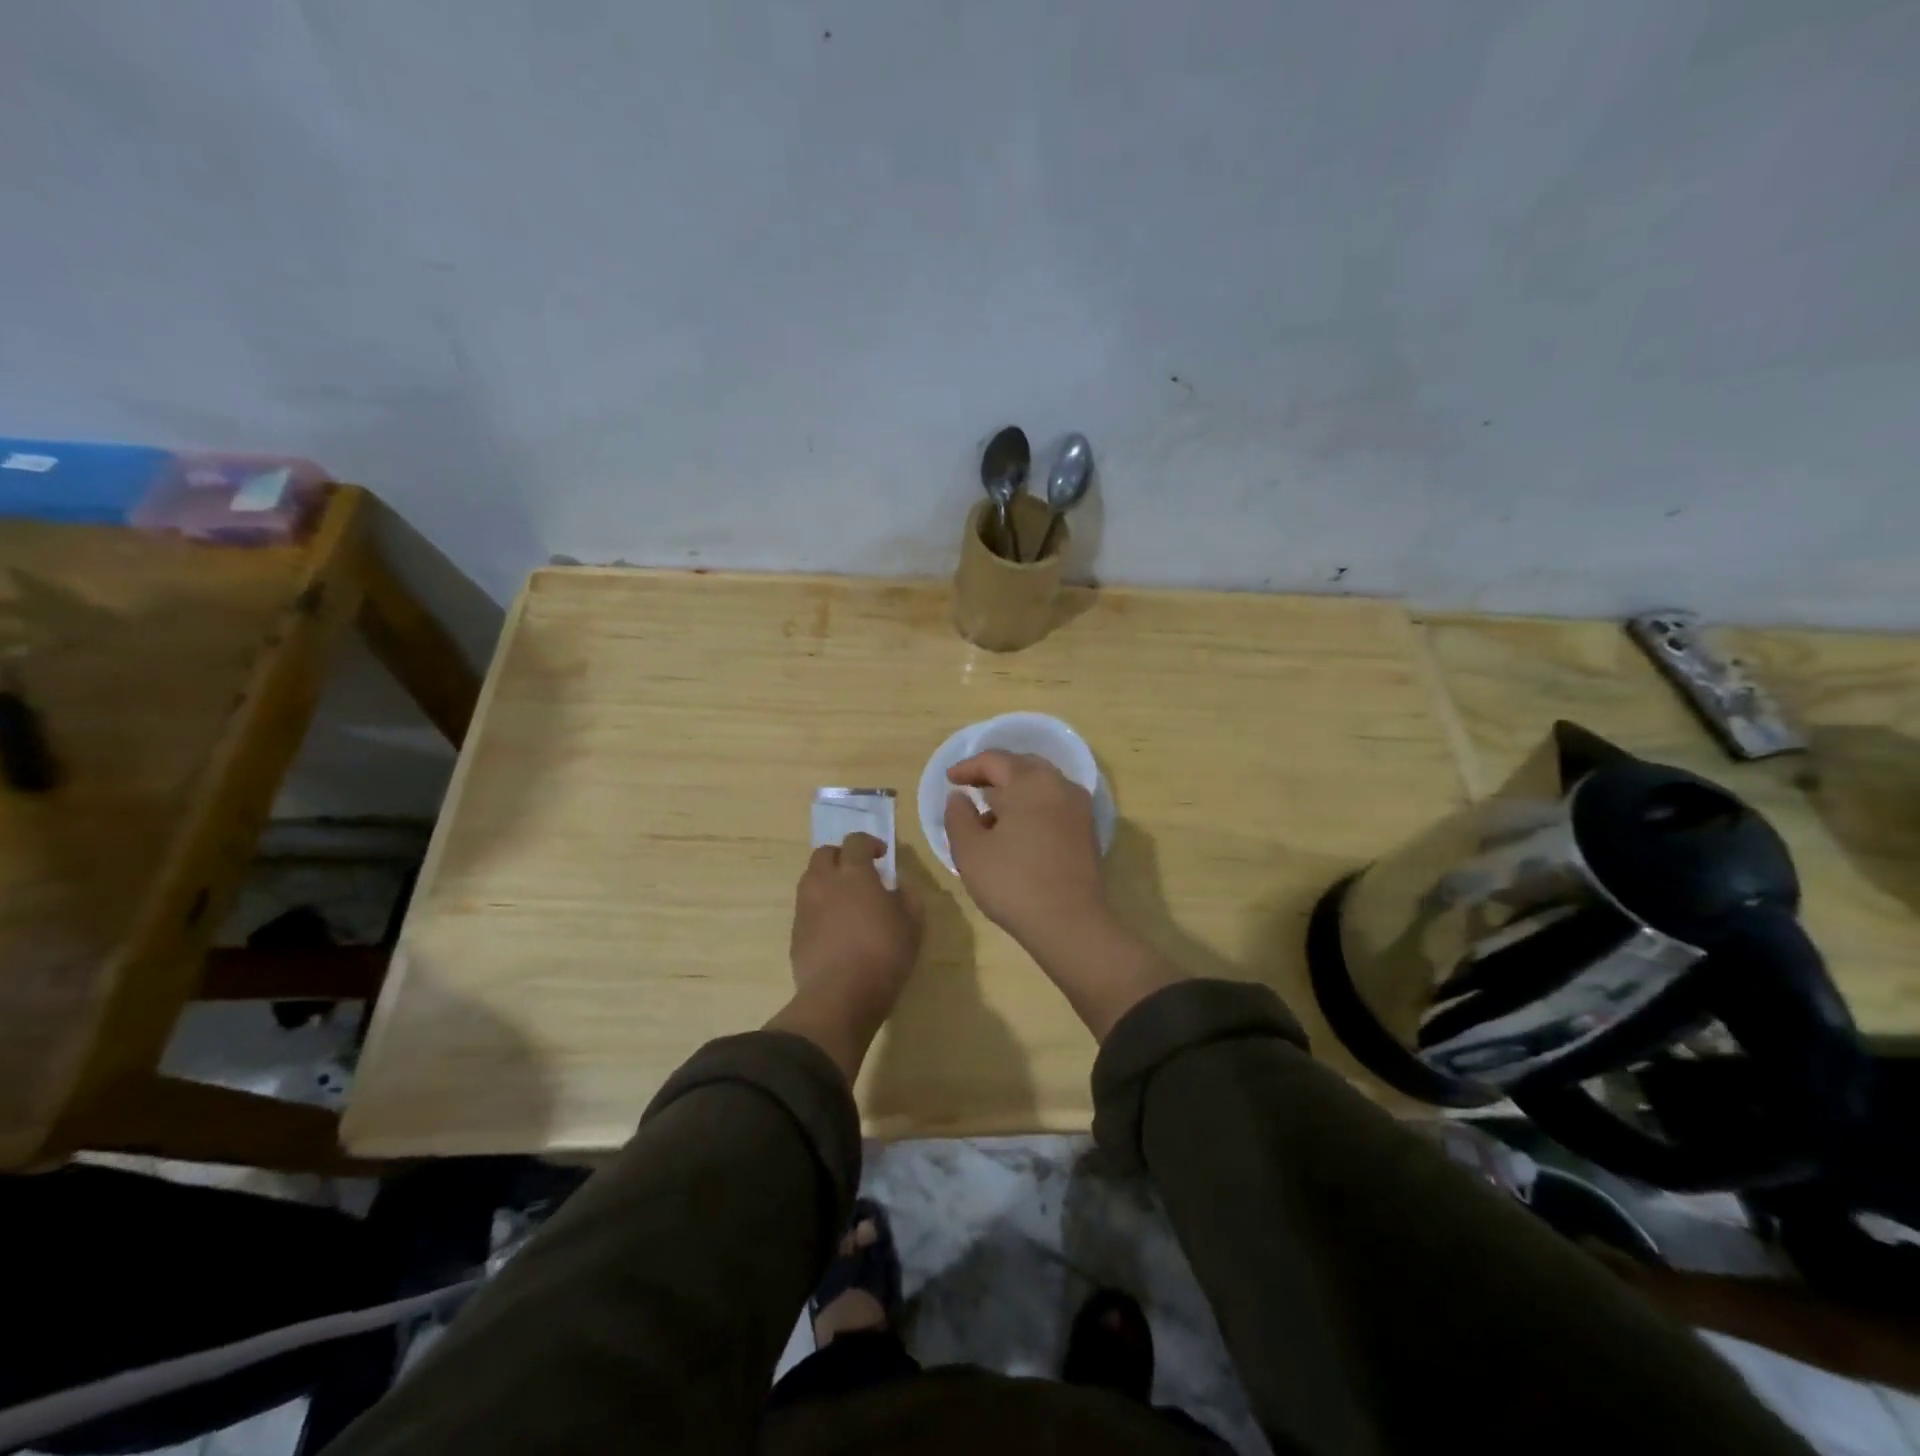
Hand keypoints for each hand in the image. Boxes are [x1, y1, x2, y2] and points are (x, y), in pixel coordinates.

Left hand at [775, 833, 922, 1079]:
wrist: (839, 996)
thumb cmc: (883, 955)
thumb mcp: (912, 925)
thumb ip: (908, 898)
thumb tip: (899, 887)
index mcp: (853, 874)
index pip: (855, 842)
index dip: (869, 843)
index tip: (881, 855)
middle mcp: (823, 882)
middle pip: (824, 854)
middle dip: (841, 857)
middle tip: (859, 872)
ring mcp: (805, 907)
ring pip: (811, 880)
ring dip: (828, 881)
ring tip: (846, 900)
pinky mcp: (795, 933)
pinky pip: (806, 908)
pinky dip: (820, 908)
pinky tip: (835, 928)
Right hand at [943, 751, 1106, 952]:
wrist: (1071, 923)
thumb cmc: (1013, 882)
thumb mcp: (970, 850)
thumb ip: (958, 816)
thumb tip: (959, 797)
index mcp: (1029, 782)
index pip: (994, 760)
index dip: (968, 767)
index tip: (950, 780)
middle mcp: (1059, 785)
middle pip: (1022, 766)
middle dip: (994, 773)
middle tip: (971, 787)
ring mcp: (1078, 807)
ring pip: (1041, 784)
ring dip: (1015, 791)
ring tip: (990, 814)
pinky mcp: (1087, 830)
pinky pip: (1055, 803)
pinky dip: (1033, 806)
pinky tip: (1017, 831)